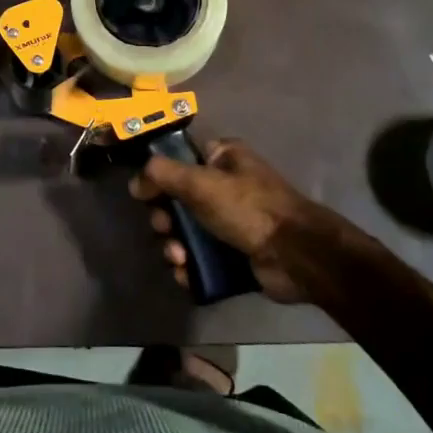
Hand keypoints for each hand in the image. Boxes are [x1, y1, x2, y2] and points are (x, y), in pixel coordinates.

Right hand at [130, 139, 342, 303]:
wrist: (296, 256)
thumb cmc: (249, 208)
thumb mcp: (201, 183)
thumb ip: (162, 175)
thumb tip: (135, 181)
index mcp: (224, 158)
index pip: (181, 158)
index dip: (160, 175)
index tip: (146, 194)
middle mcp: (227, 185)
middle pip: (178, 199)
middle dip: (166, 218)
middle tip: (165, 229)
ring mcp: (231, 222)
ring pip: (186, 231)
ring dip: (174, 246)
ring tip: (179, 258)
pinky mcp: (235, 253)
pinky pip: (201, 257)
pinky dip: (189, 266)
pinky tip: (185, 274)